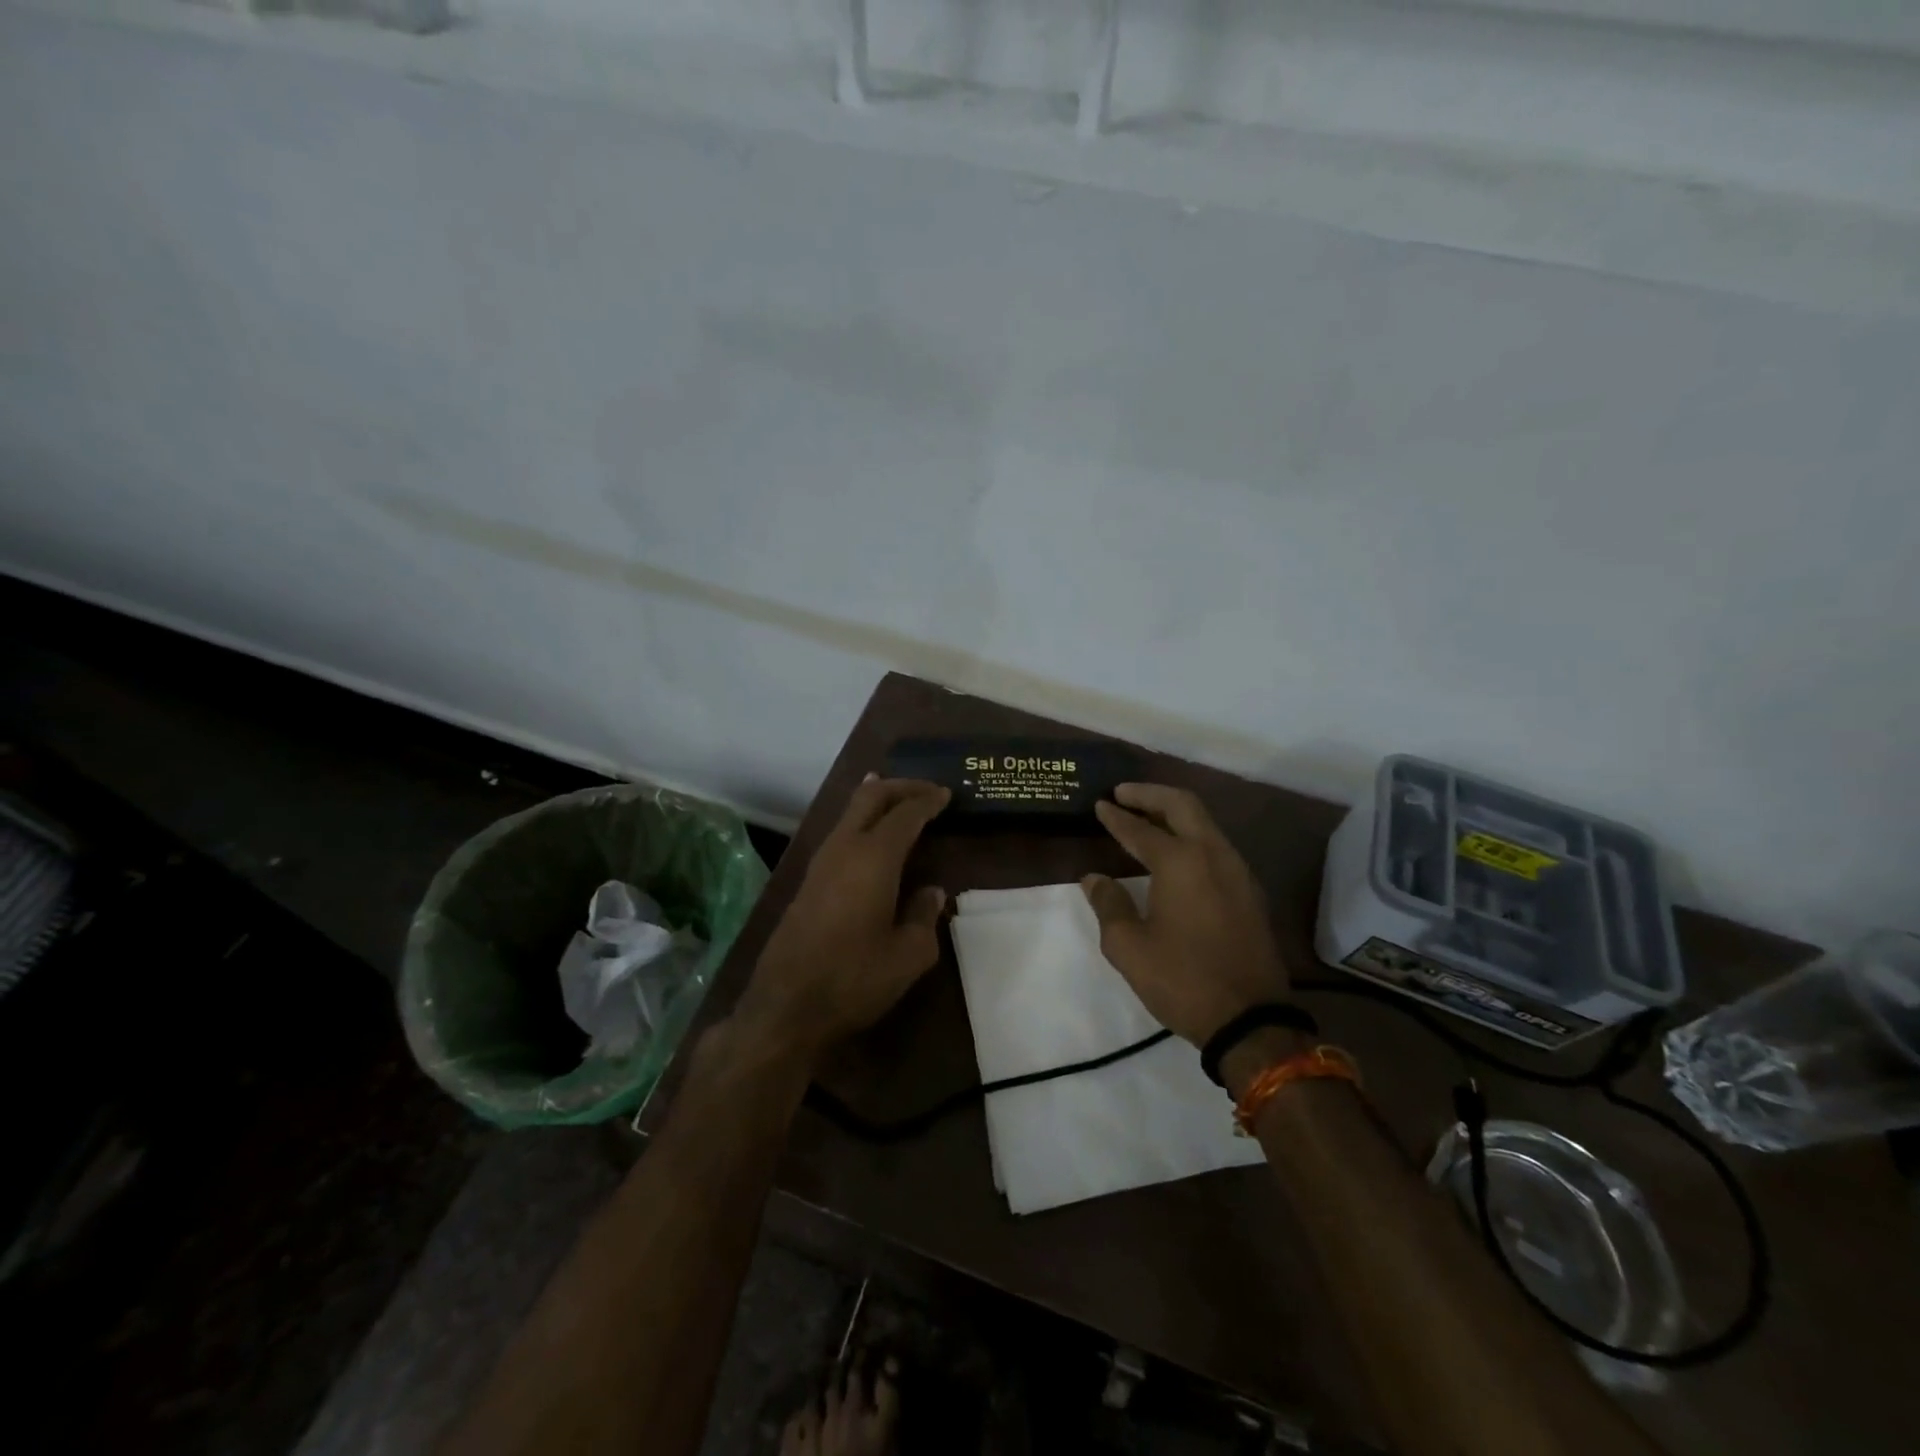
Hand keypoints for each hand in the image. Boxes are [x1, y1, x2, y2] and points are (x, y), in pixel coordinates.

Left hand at [737, 777, 950, 1059]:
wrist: (786, 1006)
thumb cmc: (855, 978)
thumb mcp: (909, 955)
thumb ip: (924, 916)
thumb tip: (932, 892)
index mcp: (874, 857)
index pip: (905, 814)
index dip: (927, 800)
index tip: (946, 794)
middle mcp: (844, 848)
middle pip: (870, 798)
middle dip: (899, 787)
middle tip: (926, 788)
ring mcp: (820, 863)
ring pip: (849, 813)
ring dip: (875, 800)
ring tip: (896, 797)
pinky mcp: (807, 882)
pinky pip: (840, 833)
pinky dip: (860, 822)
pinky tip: (869, 835)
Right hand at [1081, 783, 1287, 1045]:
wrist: (1251, 1020)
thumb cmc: (1182, 980)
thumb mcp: (1129, 946)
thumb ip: (1108, 905)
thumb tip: (1095, 879)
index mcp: (1181, 862)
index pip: (1140, 829)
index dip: (1116, 816)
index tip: (1099, 804)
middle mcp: (1213, 855)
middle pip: (1183, 805)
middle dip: (1150, 794)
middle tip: (1123, 794)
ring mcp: (1238, 872)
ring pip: (1205, 823)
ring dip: (1174, 813)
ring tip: (1146, 817)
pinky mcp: (1249, 892)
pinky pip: (1216, 846)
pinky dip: (1191, 835)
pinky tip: (1175, 852)